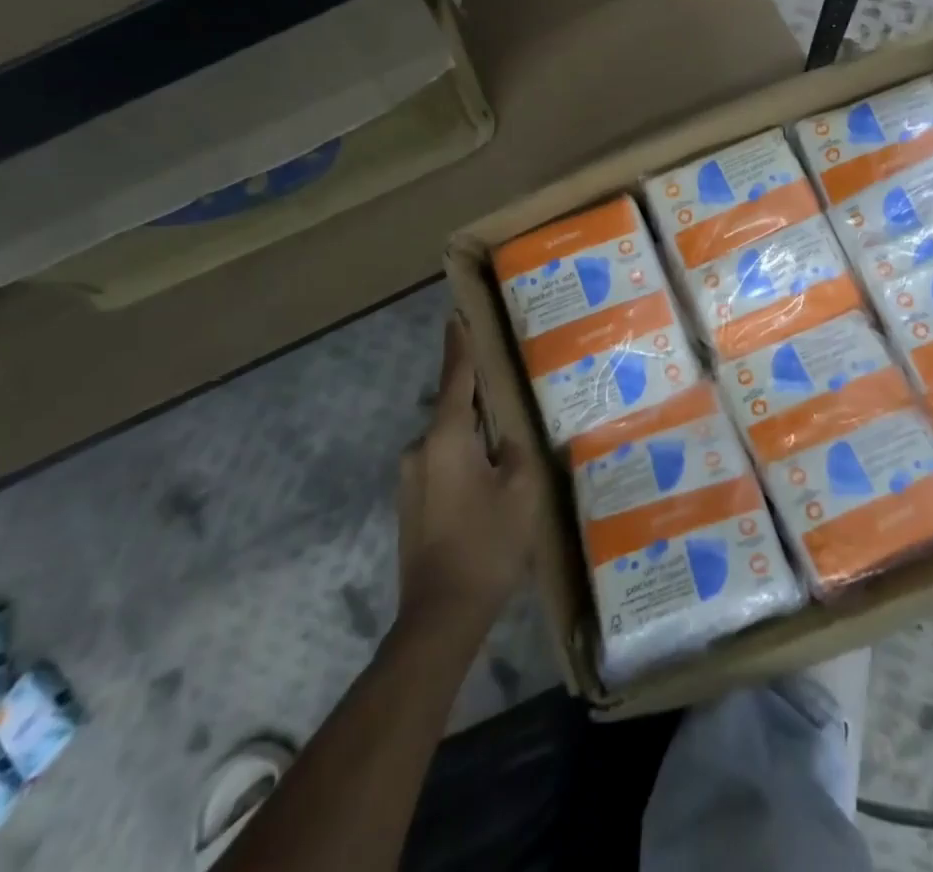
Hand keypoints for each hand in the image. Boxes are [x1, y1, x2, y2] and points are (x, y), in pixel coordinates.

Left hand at [395, 315, 545, 636]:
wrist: (439, 618)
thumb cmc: (486, 546)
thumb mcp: (522, 492)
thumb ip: (518, 451)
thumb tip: (505, 437)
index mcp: (446, 437)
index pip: (456, 377)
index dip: (459, 345)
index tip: (456, 315)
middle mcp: (420, 450)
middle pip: (454, 411)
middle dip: (478, 401)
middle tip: (508, 394)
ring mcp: (410, 480)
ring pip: (449, 442)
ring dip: (473, 439)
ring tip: (504, 450)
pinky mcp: (410, 506)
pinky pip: (442, 467)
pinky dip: (464, 463)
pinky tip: (487, 486)